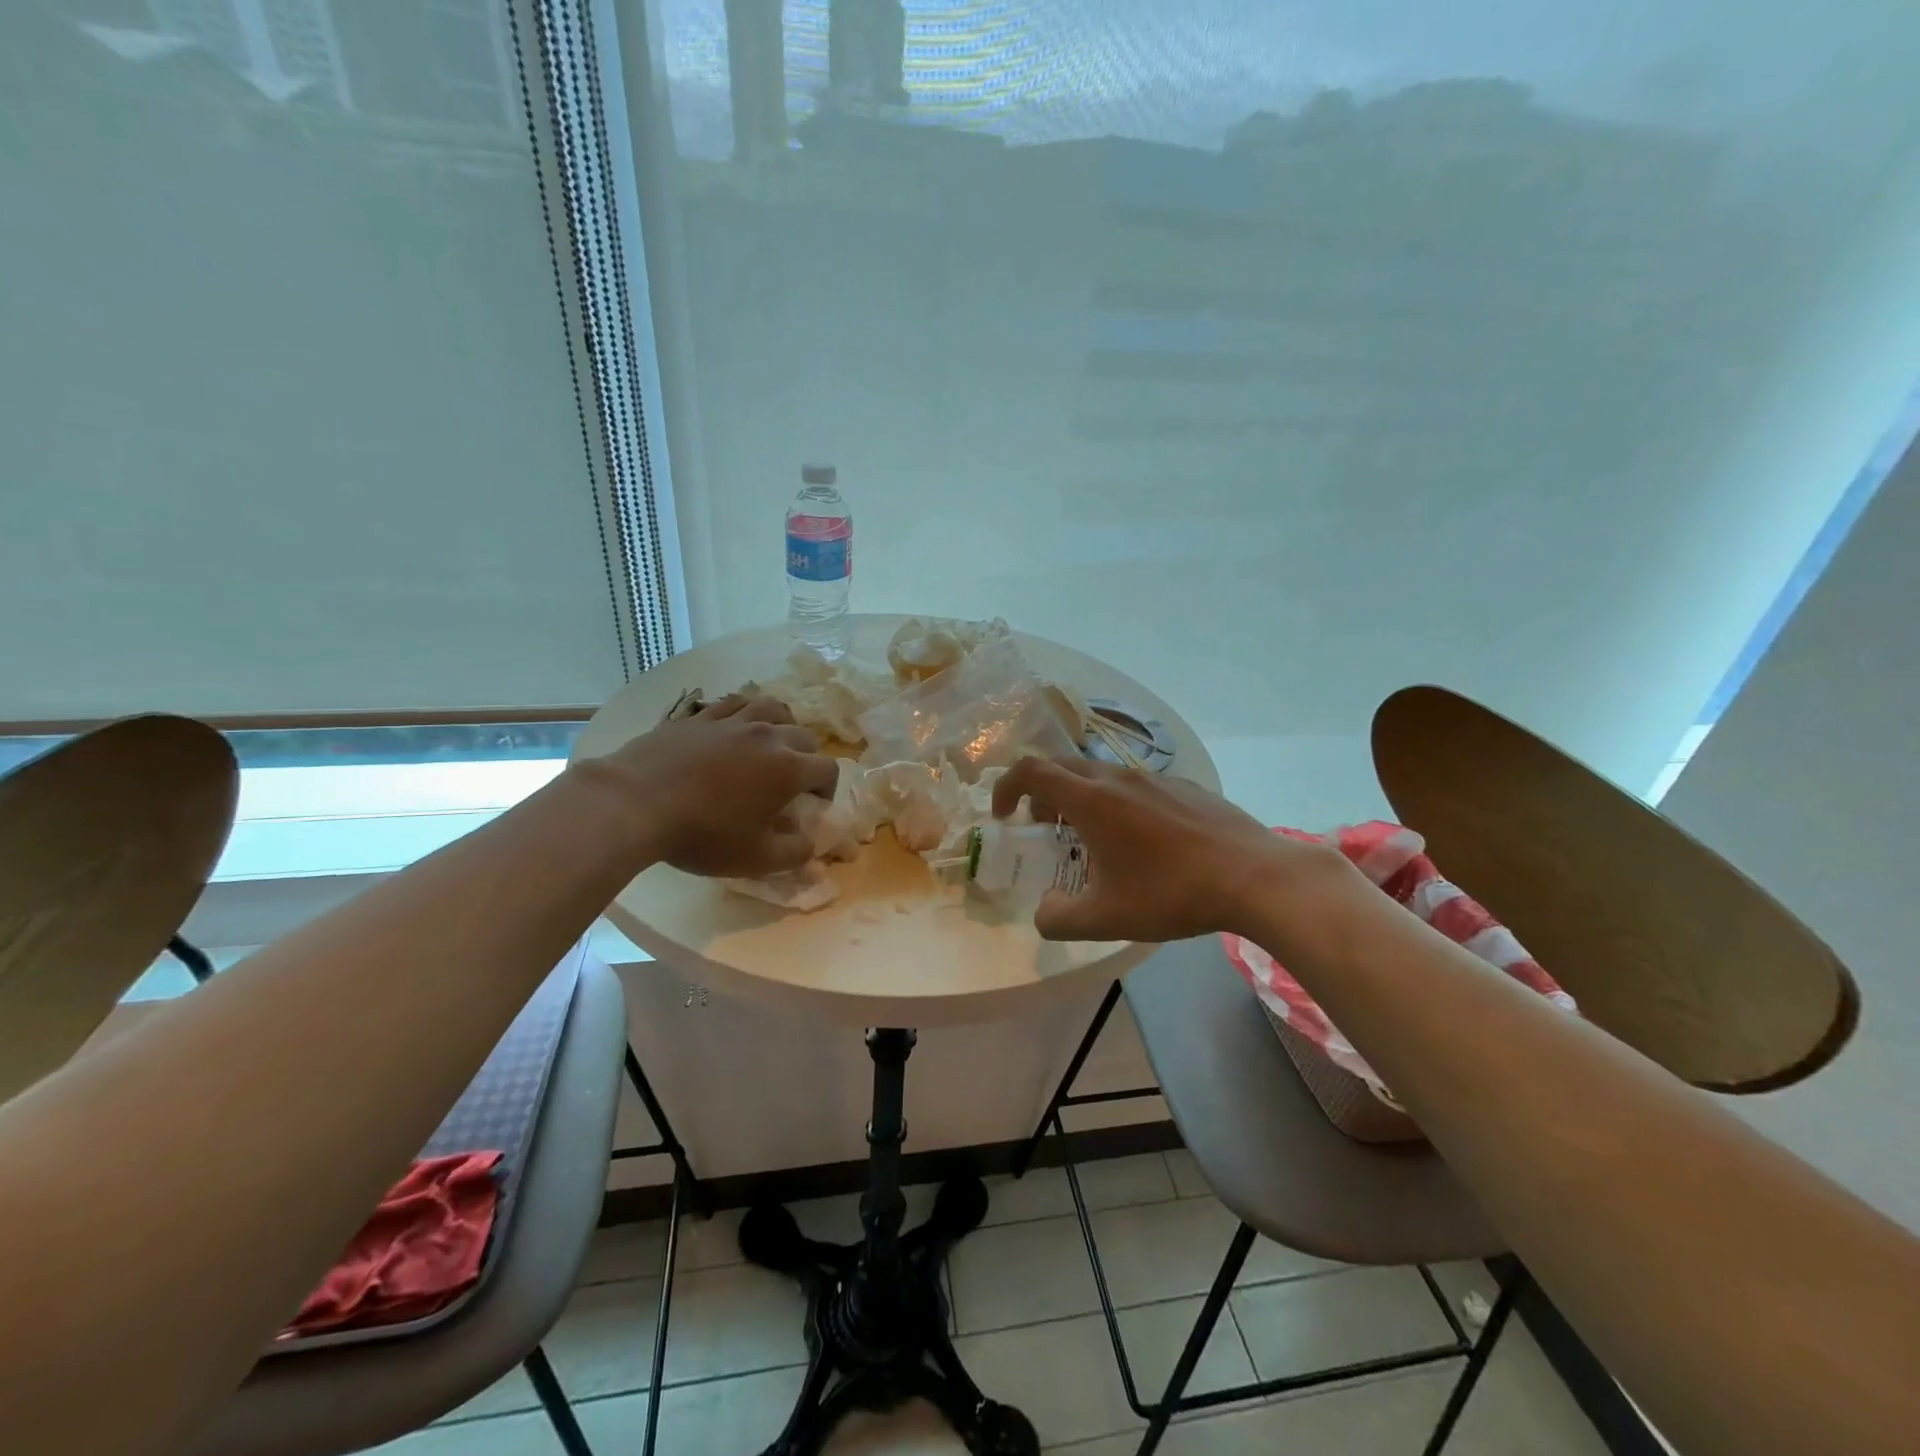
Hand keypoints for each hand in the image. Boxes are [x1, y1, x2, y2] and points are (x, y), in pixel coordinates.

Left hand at [596, 695, 839, 876]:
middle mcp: (768, 736)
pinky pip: (735, 703)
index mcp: (788, 768)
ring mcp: (732, 721)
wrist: (636, 803)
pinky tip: (736, 727)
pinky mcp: (700, 716)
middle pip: (805, 736)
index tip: (812, 807)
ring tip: (772, 743)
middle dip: (808, 758)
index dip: (827, 789)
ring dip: (782, 725)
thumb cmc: (702, 834)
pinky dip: (745, 712)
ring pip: (773, 708)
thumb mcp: (756, 859)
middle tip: (791, 782)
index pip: (827, 769)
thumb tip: (811, 843)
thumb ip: (795, 853)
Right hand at [991, 757, 1356, 942]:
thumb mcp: (1106, 918)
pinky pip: (1135, 785)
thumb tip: (1044, 913)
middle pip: (1063, 766)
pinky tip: (1141, 842)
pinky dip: (1117, 803)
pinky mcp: (1184, 787)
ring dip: (1080, 798)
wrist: (1255, 877)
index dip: (1006, 787)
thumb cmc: (1172, 893)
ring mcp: (1155, 778)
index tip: (1004, 817)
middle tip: (1042, 827)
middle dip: (1041, 792)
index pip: (1031, 771)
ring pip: (1101, 775)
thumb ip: (1059, 919)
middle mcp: (1118, 778)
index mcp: (1091, 800)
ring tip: (1091, 840)